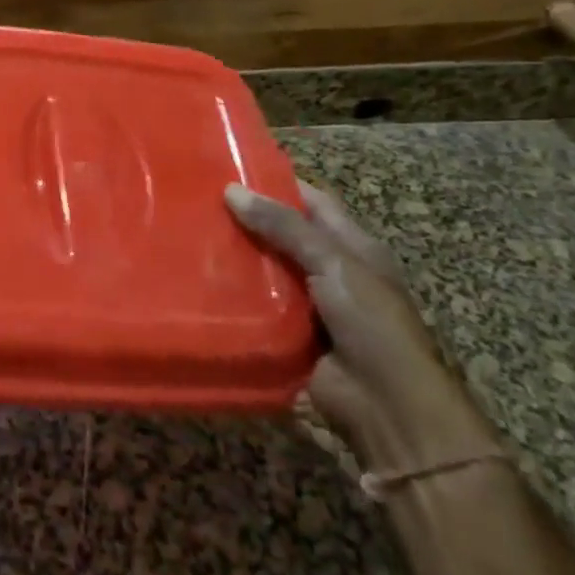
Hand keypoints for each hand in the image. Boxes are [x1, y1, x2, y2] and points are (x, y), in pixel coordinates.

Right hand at [225, 180, 493, 471]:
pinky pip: (256, 306)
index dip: (276, 183)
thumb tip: (231, 191)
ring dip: (235, 257)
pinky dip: (233, 294)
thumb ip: (284, 227)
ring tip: (188, 233)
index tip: (230, 168)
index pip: (311, 201)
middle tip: (196, 201)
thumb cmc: (372, 323)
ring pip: (265, 269)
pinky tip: (197, 279)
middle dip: (246, 220)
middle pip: (282, 235)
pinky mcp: (288, 334)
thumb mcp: (333, 263)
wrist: (387, 406)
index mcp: (352, 246)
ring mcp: (309, 304)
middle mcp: (330, 270)